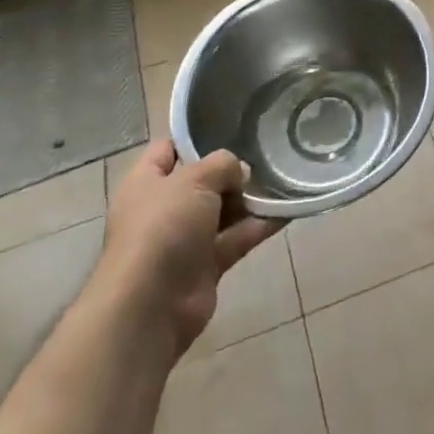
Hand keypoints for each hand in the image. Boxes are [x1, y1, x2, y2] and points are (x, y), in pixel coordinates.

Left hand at [95, 140, 282, 355]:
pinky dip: (258, 227)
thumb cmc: (162, 228)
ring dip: (249, 199)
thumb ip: (222, 165)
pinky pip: (236, 239)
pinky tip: (287, 211)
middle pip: (201, 181)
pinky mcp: (205, 266)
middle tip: (264, 154)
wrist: (150, 306)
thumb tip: (240, 171)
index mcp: (146, 182)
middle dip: (231, 171)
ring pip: (222, 211)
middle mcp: (163, 208)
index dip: (194, 138)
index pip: (168, 149)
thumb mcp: (194, 180)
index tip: (230, 126)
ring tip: (283, 178)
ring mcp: (184, 239)